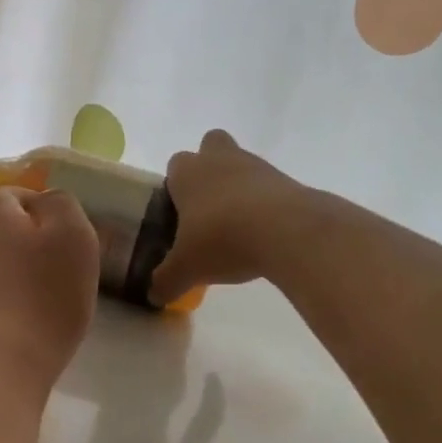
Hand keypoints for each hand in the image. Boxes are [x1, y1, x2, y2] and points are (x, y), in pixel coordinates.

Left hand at [0, 187, 98, 394]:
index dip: (27, 201)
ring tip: (48, 299)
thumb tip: (45, 200)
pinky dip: (10, 304)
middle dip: (25, 242)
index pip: (3, 195)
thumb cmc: (45, 294)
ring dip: (18, 275)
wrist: (1, 363)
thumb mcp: (72, 236)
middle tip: (60, 264)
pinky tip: (31, 325)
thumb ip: (61, 207)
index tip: (55, 221)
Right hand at [149, 130, 313, 304]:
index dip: (176, 186)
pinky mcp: (288, 180)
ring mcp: (257, 166)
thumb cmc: (222, 238)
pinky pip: (270, 186)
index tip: (179, 214)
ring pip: (242, 165)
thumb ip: (166, 281)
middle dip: (209, 168)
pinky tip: (264, 235)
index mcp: (187, 172)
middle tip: (208, 206)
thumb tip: (153, 296)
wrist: (288, 231)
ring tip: (239, 227)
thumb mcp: (186, 268)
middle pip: (211, 146)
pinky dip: (266, 204)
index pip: (175, 165)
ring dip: (239, 187)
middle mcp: (219, 159)